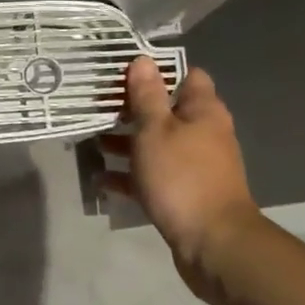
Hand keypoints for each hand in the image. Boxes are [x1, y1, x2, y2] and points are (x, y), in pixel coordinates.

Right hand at [101, 57, 258, 302]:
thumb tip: (143, 60)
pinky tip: (101, 178)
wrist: (213, 244)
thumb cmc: (182, 176)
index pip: (186, 76)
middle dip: (132, 108)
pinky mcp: (184, 193)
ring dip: (126, 142)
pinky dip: (130, 175)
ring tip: (91, 141)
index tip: (123, 72)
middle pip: (166, 110)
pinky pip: (152, 176)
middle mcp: (203, 134)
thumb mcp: (156, 129)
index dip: (157, 71)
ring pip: (156, 144)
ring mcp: (194, 165)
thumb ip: (147, 95)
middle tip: (97, 105)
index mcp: (203, 111)